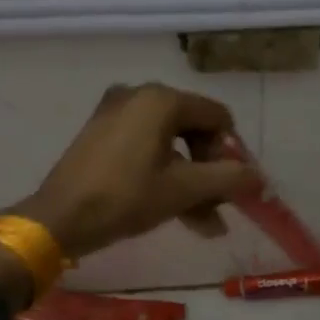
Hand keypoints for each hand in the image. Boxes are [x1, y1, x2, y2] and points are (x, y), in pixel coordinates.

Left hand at [13, 83, 261, 259]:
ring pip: (170, 146)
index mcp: (161, 100)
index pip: (217, 117)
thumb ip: (228, 179)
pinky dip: (164, 176)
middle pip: (193, 130)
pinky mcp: (100, 135)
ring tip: (205, 223)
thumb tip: (259, 177)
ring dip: (191, 182)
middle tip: (219, 207)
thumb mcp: (184, 190)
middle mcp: (138, 96)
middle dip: (211, 172)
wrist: (59, 218)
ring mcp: (115, 114)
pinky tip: (177, 212)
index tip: (236, 188)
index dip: (233, 152)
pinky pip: (146, 150)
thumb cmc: (126, 198)